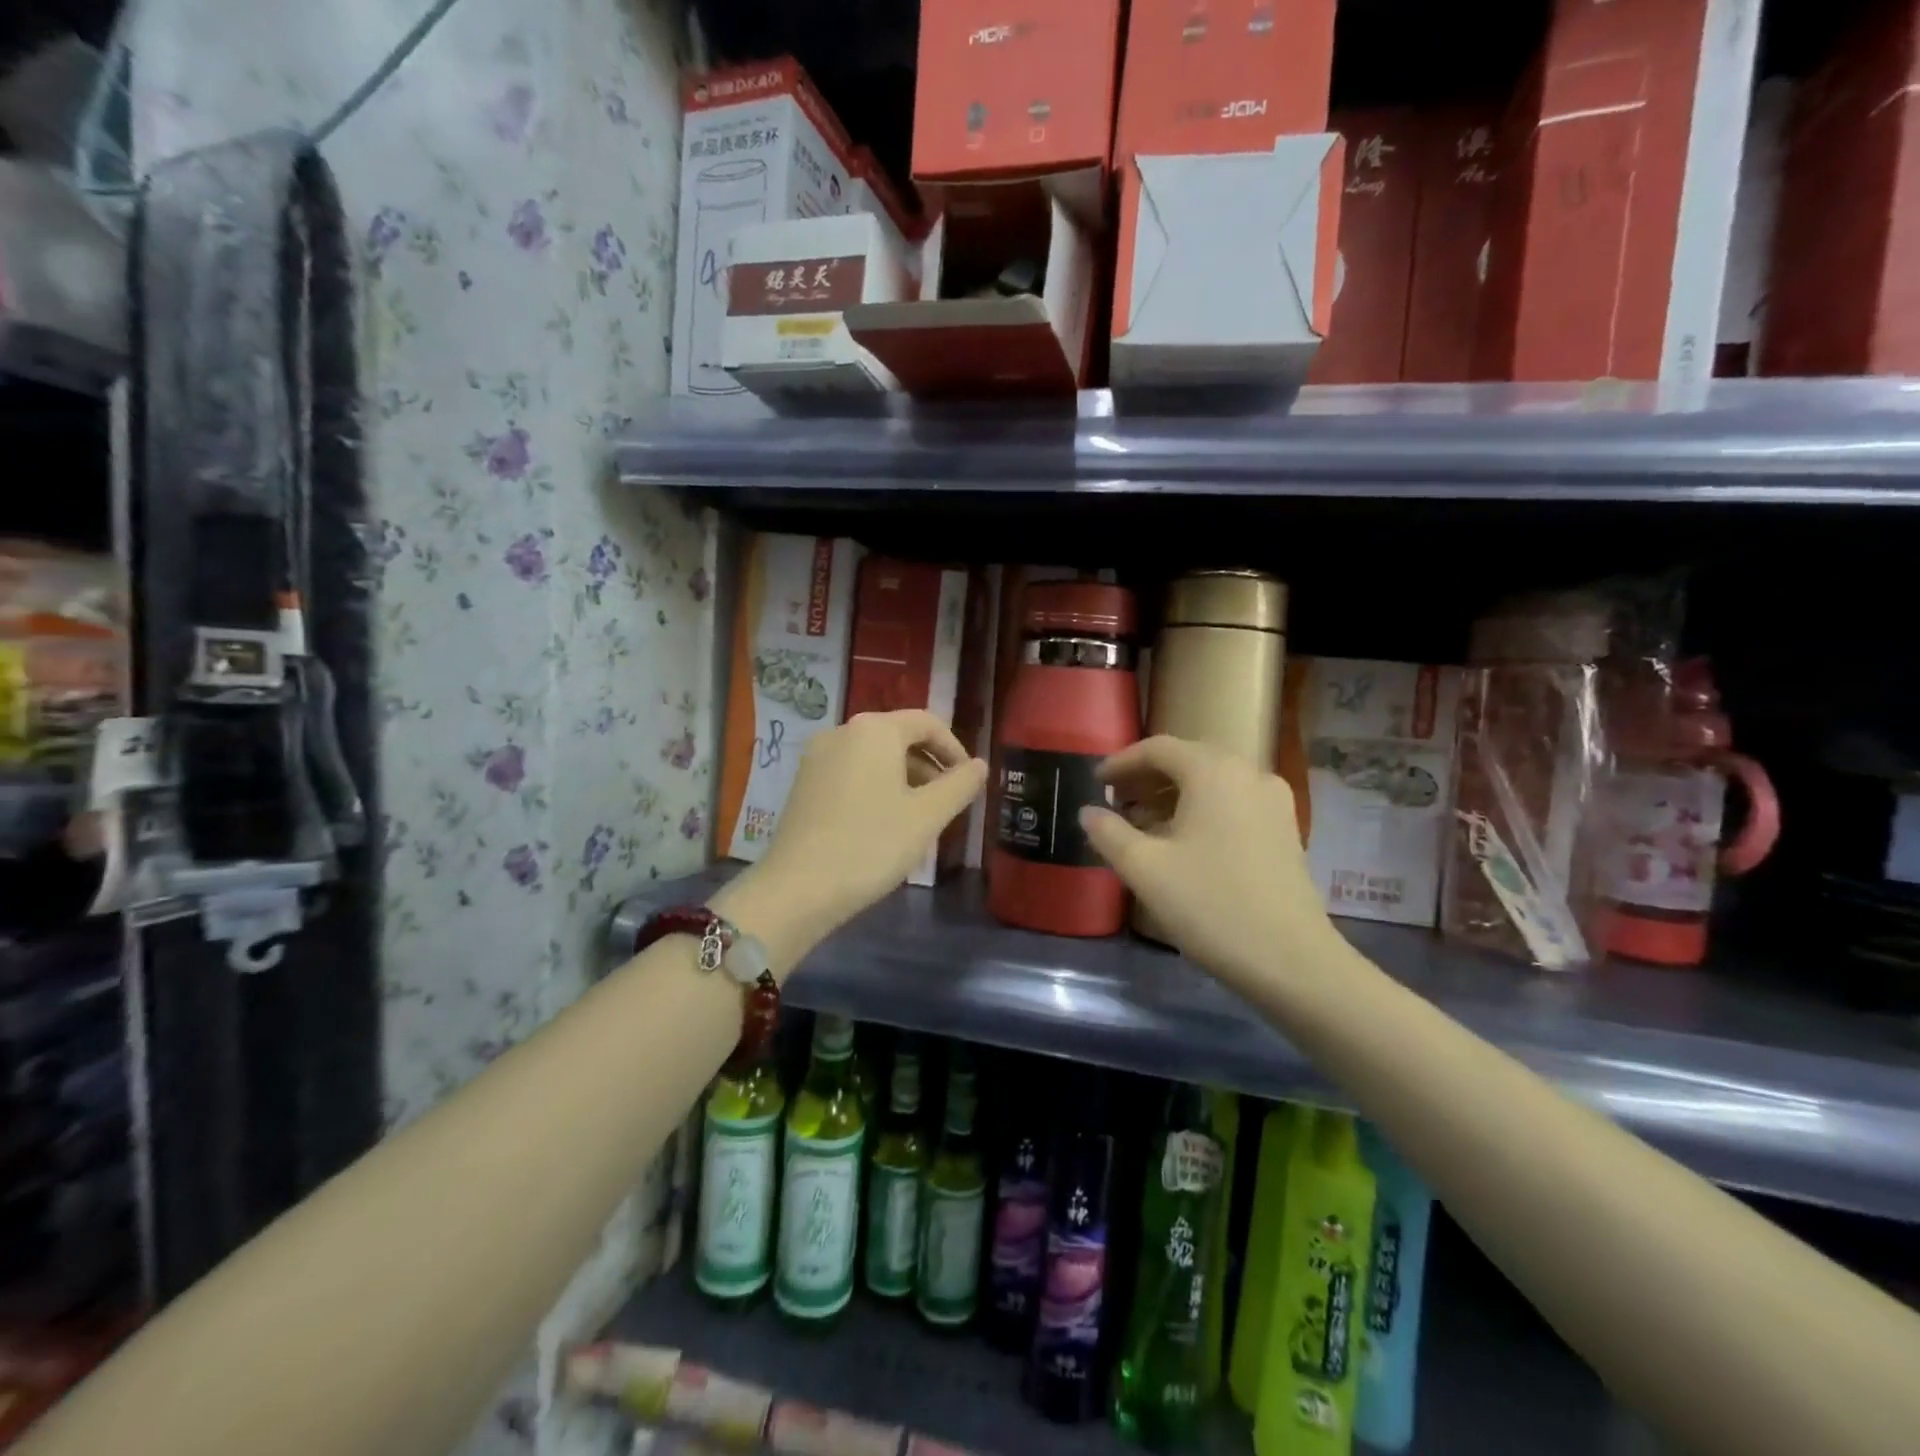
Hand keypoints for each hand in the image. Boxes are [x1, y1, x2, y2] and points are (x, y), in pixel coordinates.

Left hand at [717, 711, 987, 972]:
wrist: (798, 888)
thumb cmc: (872, 845)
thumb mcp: (927, 816)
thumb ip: (959, 785)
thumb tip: (980, 765)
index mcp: (875, 730)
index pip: (927, 723)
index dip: (954, 748)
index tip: (969, 781)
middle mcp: (842, 731)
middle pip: (898, 736)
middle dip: (929, 765)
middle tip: (947, 802)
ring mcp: (817, 756)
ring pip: (874, 756)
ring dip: (904, 777)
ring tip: (919, 816)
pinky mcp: (803, 783)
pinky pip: (851, 772)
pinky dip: (875, 786)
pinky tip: (883, 823)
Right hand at [1080, 736, 1339, 990]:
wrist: (1292, 959)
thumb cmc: (1211, 905)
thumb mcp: (1145, 869)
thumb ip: (1109, 833)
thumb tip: (1088, 811)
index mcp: (1214, 771)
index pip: (1158, 748)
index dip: (1121, 762)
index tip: (1095, 782)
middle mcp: (1249, 773)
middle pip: (1188, 760)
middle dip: (1147, 777)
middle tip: (1115, 801)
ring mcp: (1273, 801)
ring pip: (1212, 782)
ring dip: (1173, 795)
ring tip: (1142, 824)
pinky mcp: (1284, 830)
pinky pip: (1233, 802)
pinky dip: (1201, 810)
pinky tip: (1182, 842)